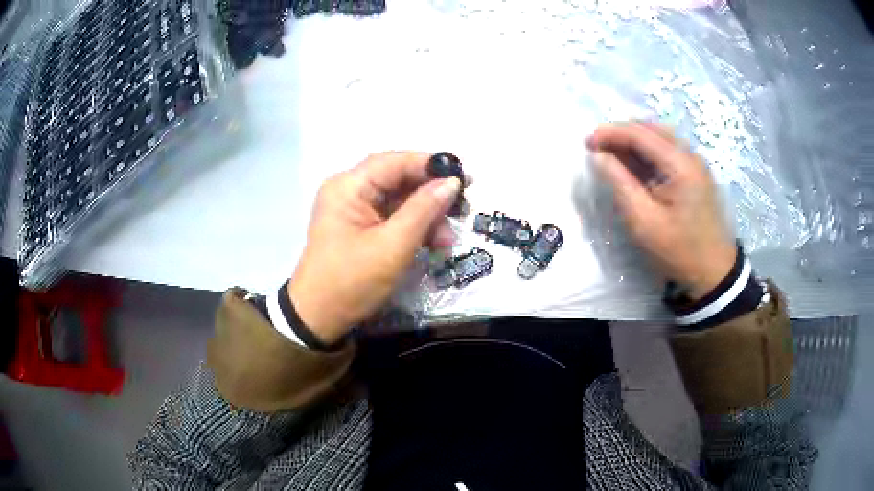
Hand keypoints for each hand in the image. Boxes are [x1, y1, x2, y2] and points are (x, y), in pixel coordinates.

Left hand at [288, 152, 462, 343]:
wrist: (319, 319)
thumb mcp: (392, 246)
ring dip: (426, 216)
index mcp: (349, 187)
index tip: (465, 177)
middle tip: (463, 208)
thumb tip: (452, 182)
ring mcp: (354, 211)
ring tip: (447, 239)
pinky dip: (414, 228)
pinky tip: (434, 243)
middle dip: (431, 195)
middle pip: (398, 180)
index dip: (431, 165)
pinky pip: (393, 218)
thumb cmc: (352, 281)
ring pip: (399, 200)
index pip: (395, 162)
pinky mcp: (360, 228)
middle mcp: (350, 191)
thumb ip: (424, 210)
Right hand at [586, 122, 736, 299]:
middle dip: (620, 132)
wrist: (714, 271)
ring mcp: (695, 162)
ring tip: (610, 153)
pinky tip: (633, 163)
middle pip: (650, 128)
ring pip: (659, 136)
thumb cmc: (678, 250)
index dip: (610, 133)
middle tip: (596, 147)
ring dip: (633, 139)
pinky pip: (667, 149)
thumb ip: (620, 183)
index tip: (586, 142)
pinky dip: (646, 150)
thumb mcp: (643, 221)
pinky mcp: (695, 172)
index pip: (640, 133)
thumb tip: (599, 156)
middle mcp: (690, 155)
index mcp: (680, 165)